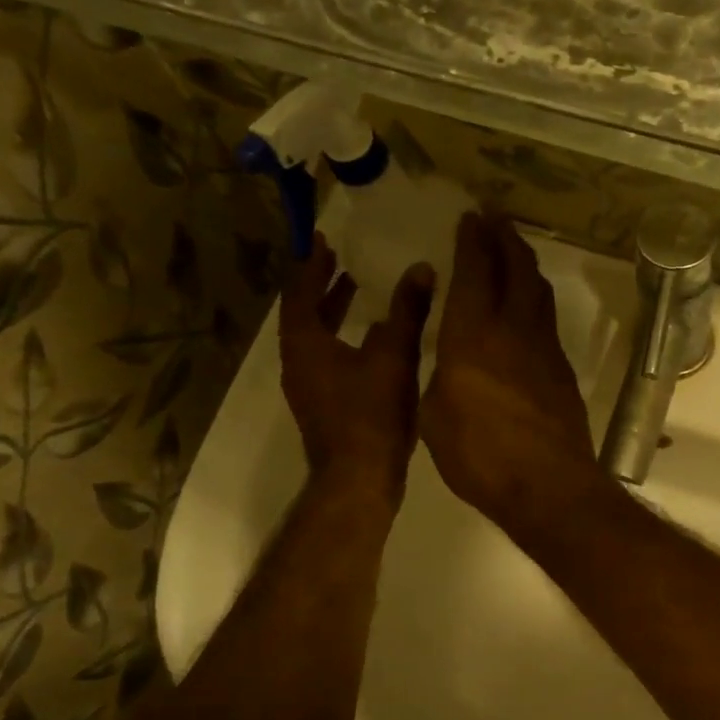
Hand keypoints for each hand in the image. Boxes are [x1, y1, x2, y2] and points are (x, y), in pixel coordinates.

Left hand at [280, 233, 433, 504]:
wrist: (360, 478)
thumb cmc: (371, 415)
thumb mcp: (395, 357)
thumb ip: (407, 312)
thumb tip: (420, 268)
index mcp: (305, 345)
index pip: (299, 293)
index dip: (310, 265)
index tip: (322, 240)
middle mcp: (298, 363)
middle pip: (303, 315)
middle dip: (322, 286)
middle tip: (340, 261)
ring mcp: (309, 388)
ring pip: (315, 339)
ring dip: (332, 313)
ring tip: (358, 292)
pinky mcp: (324, 406)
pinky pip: (327, 359)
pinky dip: (342, 340)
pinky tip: (373, 341)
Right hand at [421, 213, 608, 539]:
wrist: (547, 485)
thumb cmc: (478, 455)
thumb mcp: (433, 414)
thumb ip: (441, 374)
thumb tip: (452, 358)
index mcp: (472, 335)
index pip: (474, 272)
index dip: (473, 241)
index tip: (471, 218)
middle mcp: (513, 329)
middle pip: (515, 269)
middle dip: (504, 238)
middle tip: (495, 219)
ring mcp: (544, 348)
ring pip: (538, 291)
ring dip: (525, 264)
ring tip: (513, 251)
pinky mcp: (562, 370)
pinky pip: (547, 319)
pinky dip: (535, 299)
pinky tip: (528, 306)